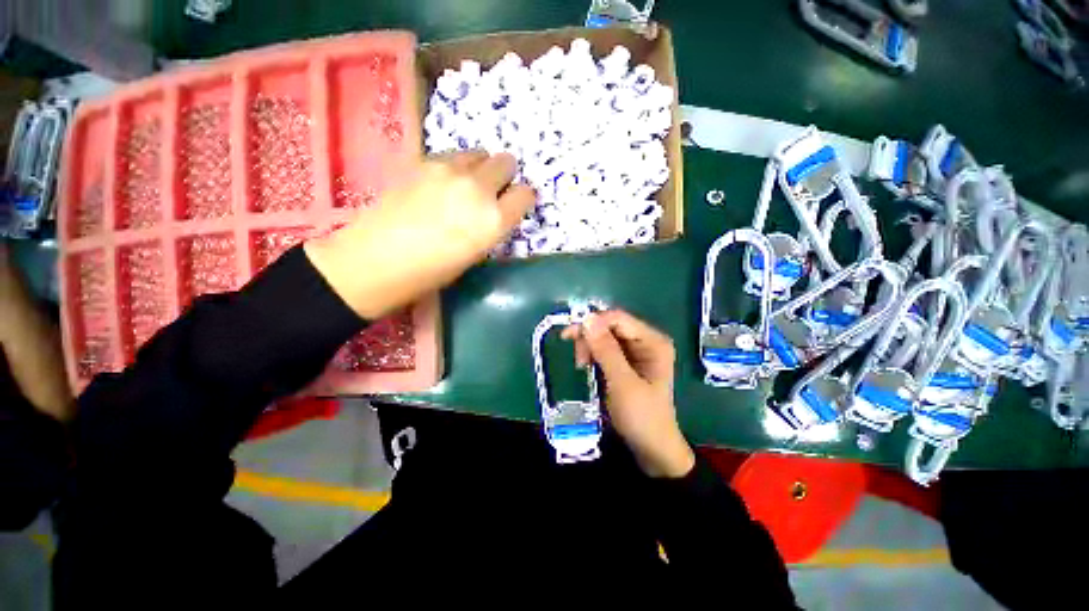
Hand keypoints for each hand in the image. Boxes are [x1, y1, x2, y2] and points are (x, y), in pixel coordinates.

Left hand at [305, 151, 534, 318]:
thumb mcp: (475, 254)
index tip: (513, 205)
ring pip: (479, 153)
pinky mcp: (424, 161)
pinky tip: (440, 184)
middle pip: (506, 162)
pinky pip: (453, 155)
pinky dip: (455, 166)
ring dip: (479, 168)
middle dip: (504, 176)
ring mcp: (450, 170)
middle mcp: (478, 189)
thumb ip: (491, 226)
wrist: (377, 259)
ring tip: (464, 186)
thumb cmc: (432, 271)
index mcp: (495, 220)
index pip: (526, 194)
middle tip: (490, 192)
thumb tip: (494, 210)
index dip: (521, 199)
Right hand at [563, 310, 694, 477]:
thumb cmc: (642, 416)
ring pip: (604, 336)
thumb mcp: (622, 383)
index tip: (569, 335)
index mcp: (652, 341)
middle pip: (610, 326)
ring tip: (581, 364)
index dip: (593, 322)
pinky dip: (593, 354)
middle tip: (577, 357)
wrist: (652, 449)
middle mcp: (645, 341)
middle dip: (590, 336)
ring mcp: (636, 351)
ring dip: (589, 345)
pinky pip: (604, 348)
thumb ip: (606, 350)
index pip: (618, 319)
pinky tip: (586, 364)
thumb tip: (587, 318)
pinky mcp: (626, 361)